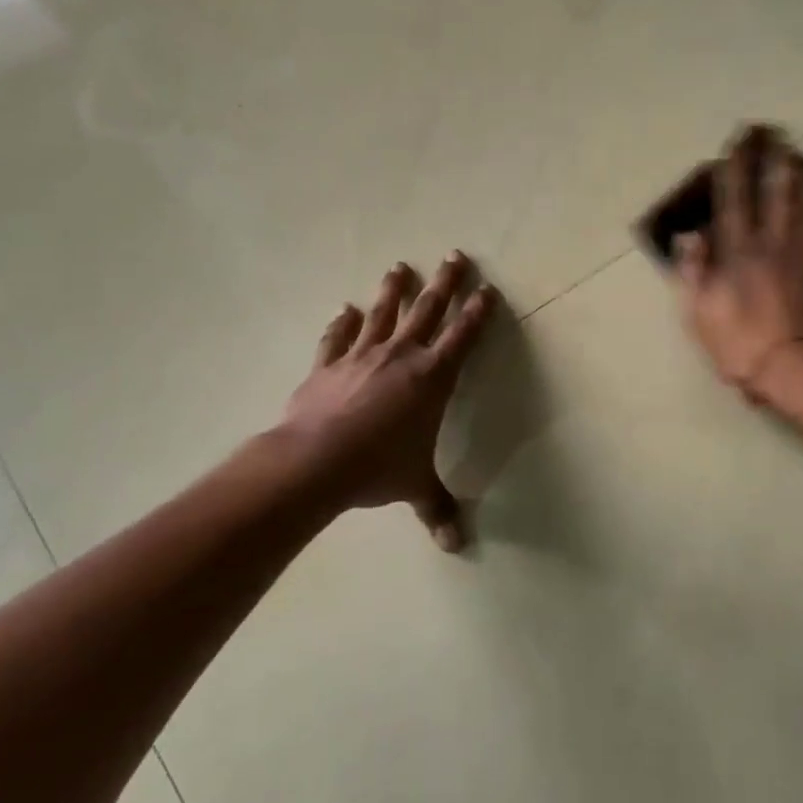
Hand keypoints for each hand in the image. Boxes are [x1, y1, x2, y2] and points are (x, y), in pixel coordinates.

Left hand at [281, 252, 497, 549]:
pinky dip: (343, 322)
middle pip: (428, 310)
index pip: (463, 337)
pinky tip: (346, 309)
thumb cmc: (377, 468)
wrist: (315, 461)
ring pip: (384, 313)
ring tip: (399, 266)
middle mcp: (401, 356)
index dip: (478, 313)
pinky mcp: (328, 364)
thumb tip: (455, 546)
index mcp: (432, 378)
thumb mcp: (414, 486)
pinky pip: (338, 337)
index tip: (488, 289)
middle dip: (444, 283)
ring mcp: (362, 355)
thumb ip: (437, 509)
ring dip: (394, 289)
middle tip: (454, 255)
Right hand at [674, 126, 802, 402]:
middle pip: (778, 186)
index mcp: (738, 249)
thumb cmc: (742, 345)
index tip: (737, 141)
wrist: (800, 369)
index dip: (734, 165)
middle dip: (775, 155)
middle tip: (776, 131)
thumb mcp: (699, 314)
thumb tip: (690, 233)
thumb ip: (694, 270)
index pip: (734, 196)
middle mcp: (775, 239)